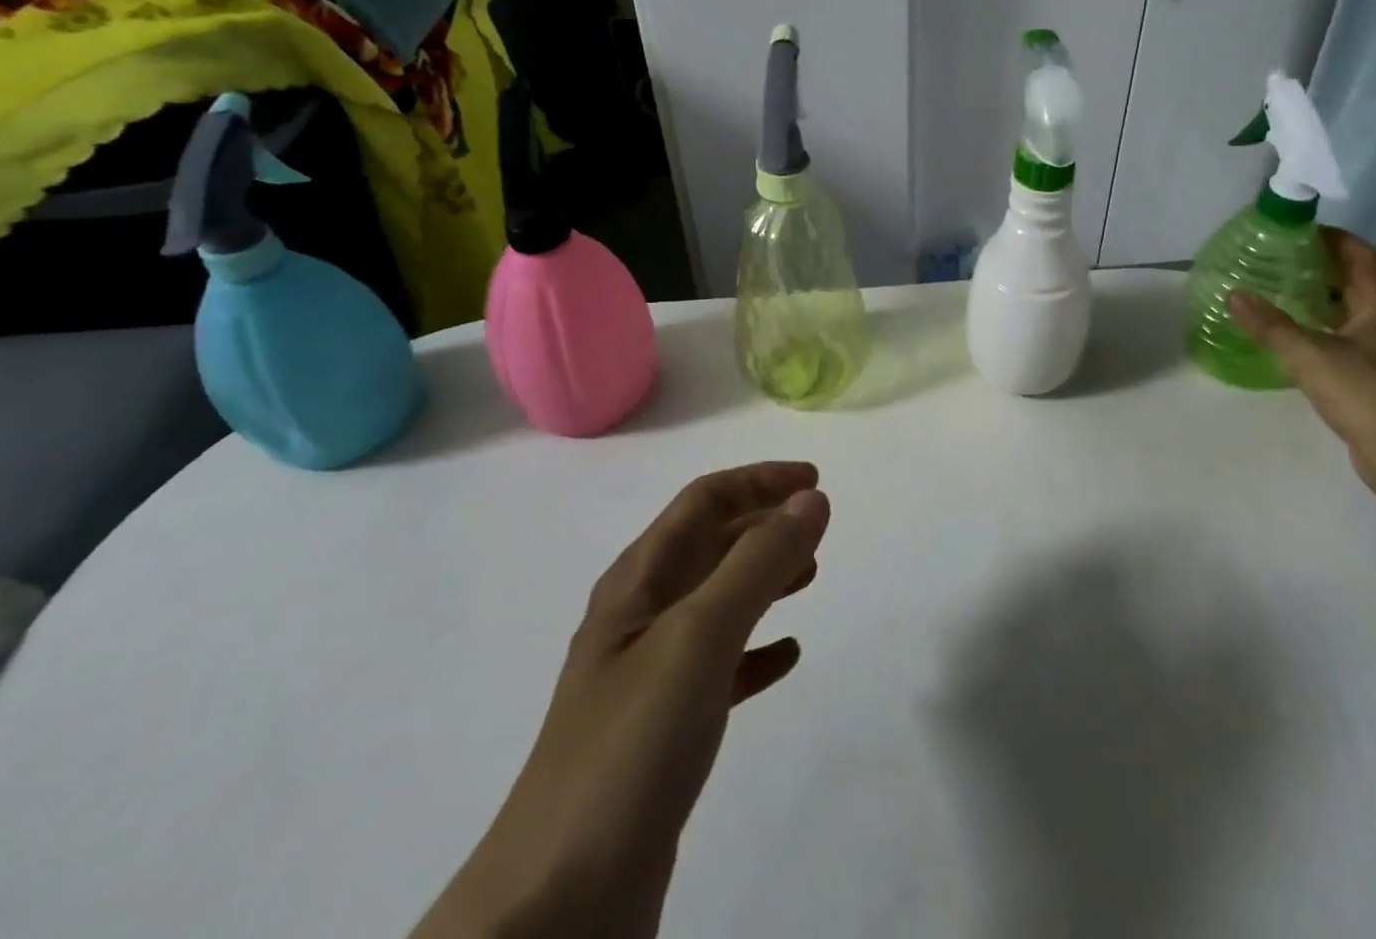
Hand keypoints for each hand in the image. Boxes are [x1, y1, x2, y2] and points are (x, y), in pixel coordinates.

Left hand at [410, 463, 830, 938]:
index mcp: (636, 583)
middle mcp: (639, 619)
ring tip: (811, 576)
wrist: (557, 907)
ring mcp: (649, 678)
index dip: (758, 481)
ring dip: (763, 579)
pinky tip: (788, 656)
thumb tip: (811, 498)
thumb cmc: (631, 745)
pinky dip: (757, 649)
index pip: (702, 503)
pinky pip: (721, 667)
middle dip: (763, 525)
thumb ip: (758, 562)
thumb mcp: (699, 636)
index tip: (814, 480)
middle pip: (709, 546)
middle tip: (817, 526)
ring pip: (717, 602)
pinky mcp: (664, 733)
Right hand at [1228, 229, 1375, 506]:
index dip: (1336, 238)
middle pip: (1356, 282)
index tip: (1301, 231)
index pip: (1362, 256)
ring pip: (1348, 313)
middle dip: (1321, 267)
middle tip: (1280, 260)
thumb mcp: (1309, 354)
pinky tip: (1291, 339)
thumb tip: (1233, 294)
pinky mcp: (1372, 379)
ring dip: (1319, 300)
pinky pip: (1342, 341)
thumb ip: (1270, 325)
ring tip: (1278, 293)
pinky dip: (1318, 331)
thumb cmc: (1365, 392)